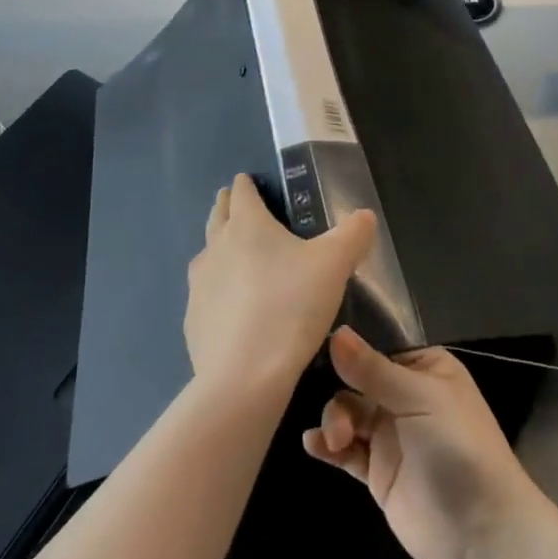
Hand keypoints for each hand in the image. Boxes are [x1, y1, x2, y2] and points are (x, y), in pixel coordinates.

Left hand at [185, 176, 374, 396]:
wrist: (244, 376)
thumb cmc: (291, 306)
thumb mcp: (335, 265)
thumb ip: (353, 235)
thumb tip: (364, 216)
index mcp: (247, 225)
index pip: (241, 192)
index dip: (246, 184)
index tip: (250, 182)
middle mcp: (216, 248)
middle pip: (217, 217)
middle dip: (227, 208)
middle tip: (238, 207)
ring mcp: (198, 286)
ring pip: (206, 255)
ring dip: (218, 249)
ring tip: (234, 257)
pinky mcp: (193, 322)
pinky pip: (204, 295)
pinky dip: (216, 292)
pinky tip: (232, 309)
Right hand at [303, 327, 539, 558]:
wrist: (480, 531)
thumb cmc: (458, 447)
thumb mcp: (419, 399)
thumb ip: (373, 370)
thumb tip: (336, 334)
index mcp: (425, 368)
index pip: (379, 349)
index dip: (351, 352)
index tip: (320, 352)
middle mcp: (406, 396)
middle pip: (357, 382)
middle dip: (342, 397)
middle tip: (341, 427)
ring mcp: (391, 435)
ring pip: (348, 415)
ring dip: (335, 421)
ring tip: (335, 442)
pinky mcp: (378, 472)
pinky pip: (346, 451)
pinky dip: (327, 446)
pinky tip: (313, 444)